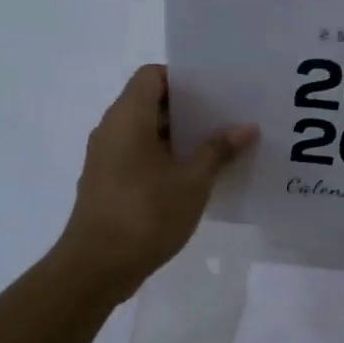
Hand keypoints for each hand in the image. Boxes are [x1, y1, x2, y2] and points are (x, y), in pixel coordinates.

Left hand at [57, 64, 257, 301]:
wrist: (96, 267)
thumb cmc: (146, 214)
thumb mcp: (192, 181)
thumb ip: (219, 150)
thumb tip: (247, 127)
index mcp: (128, 117)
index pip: (152, 75)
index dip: (182, 78)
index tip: (215, 90)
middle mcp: (112, 130)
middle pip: (150, 102)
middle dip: (188, 109)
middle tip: (227, 116)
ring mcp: (106, 158)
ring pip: (145, 132)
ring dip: (178, 137)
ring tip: (219, 146)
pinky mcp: (108, 183)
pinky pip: (138, 156)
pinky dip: (164, 158)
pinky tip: (194, 177)